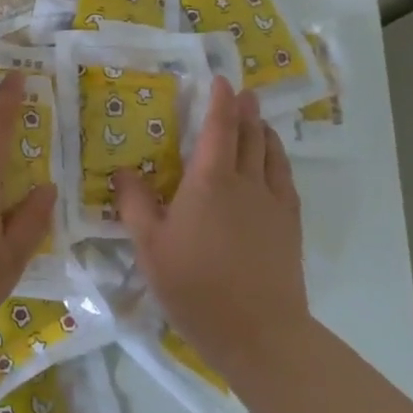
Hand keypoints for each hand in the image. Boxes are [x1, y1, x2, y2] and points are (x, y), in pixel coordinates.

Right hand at [114, 78, 307, 382]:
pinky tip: (274, 164)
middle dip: (245, 109)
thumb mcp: (149, 246)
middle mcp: (245, 181)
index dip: (220, 101)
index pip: (219, 127)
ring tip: (259, 119)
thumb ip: (135, 204)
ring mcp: (273, 203)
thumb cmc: (195, 286)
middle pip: (250, 134)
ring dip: (264, 130)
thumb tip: (123, 171)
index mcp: (209, 180)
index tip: (220, 80)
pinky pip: (285, 179)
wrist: (259, 332)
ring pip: (271, 153)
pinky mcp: (290, 225)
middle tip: (242, 92)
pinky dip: (278, 159)